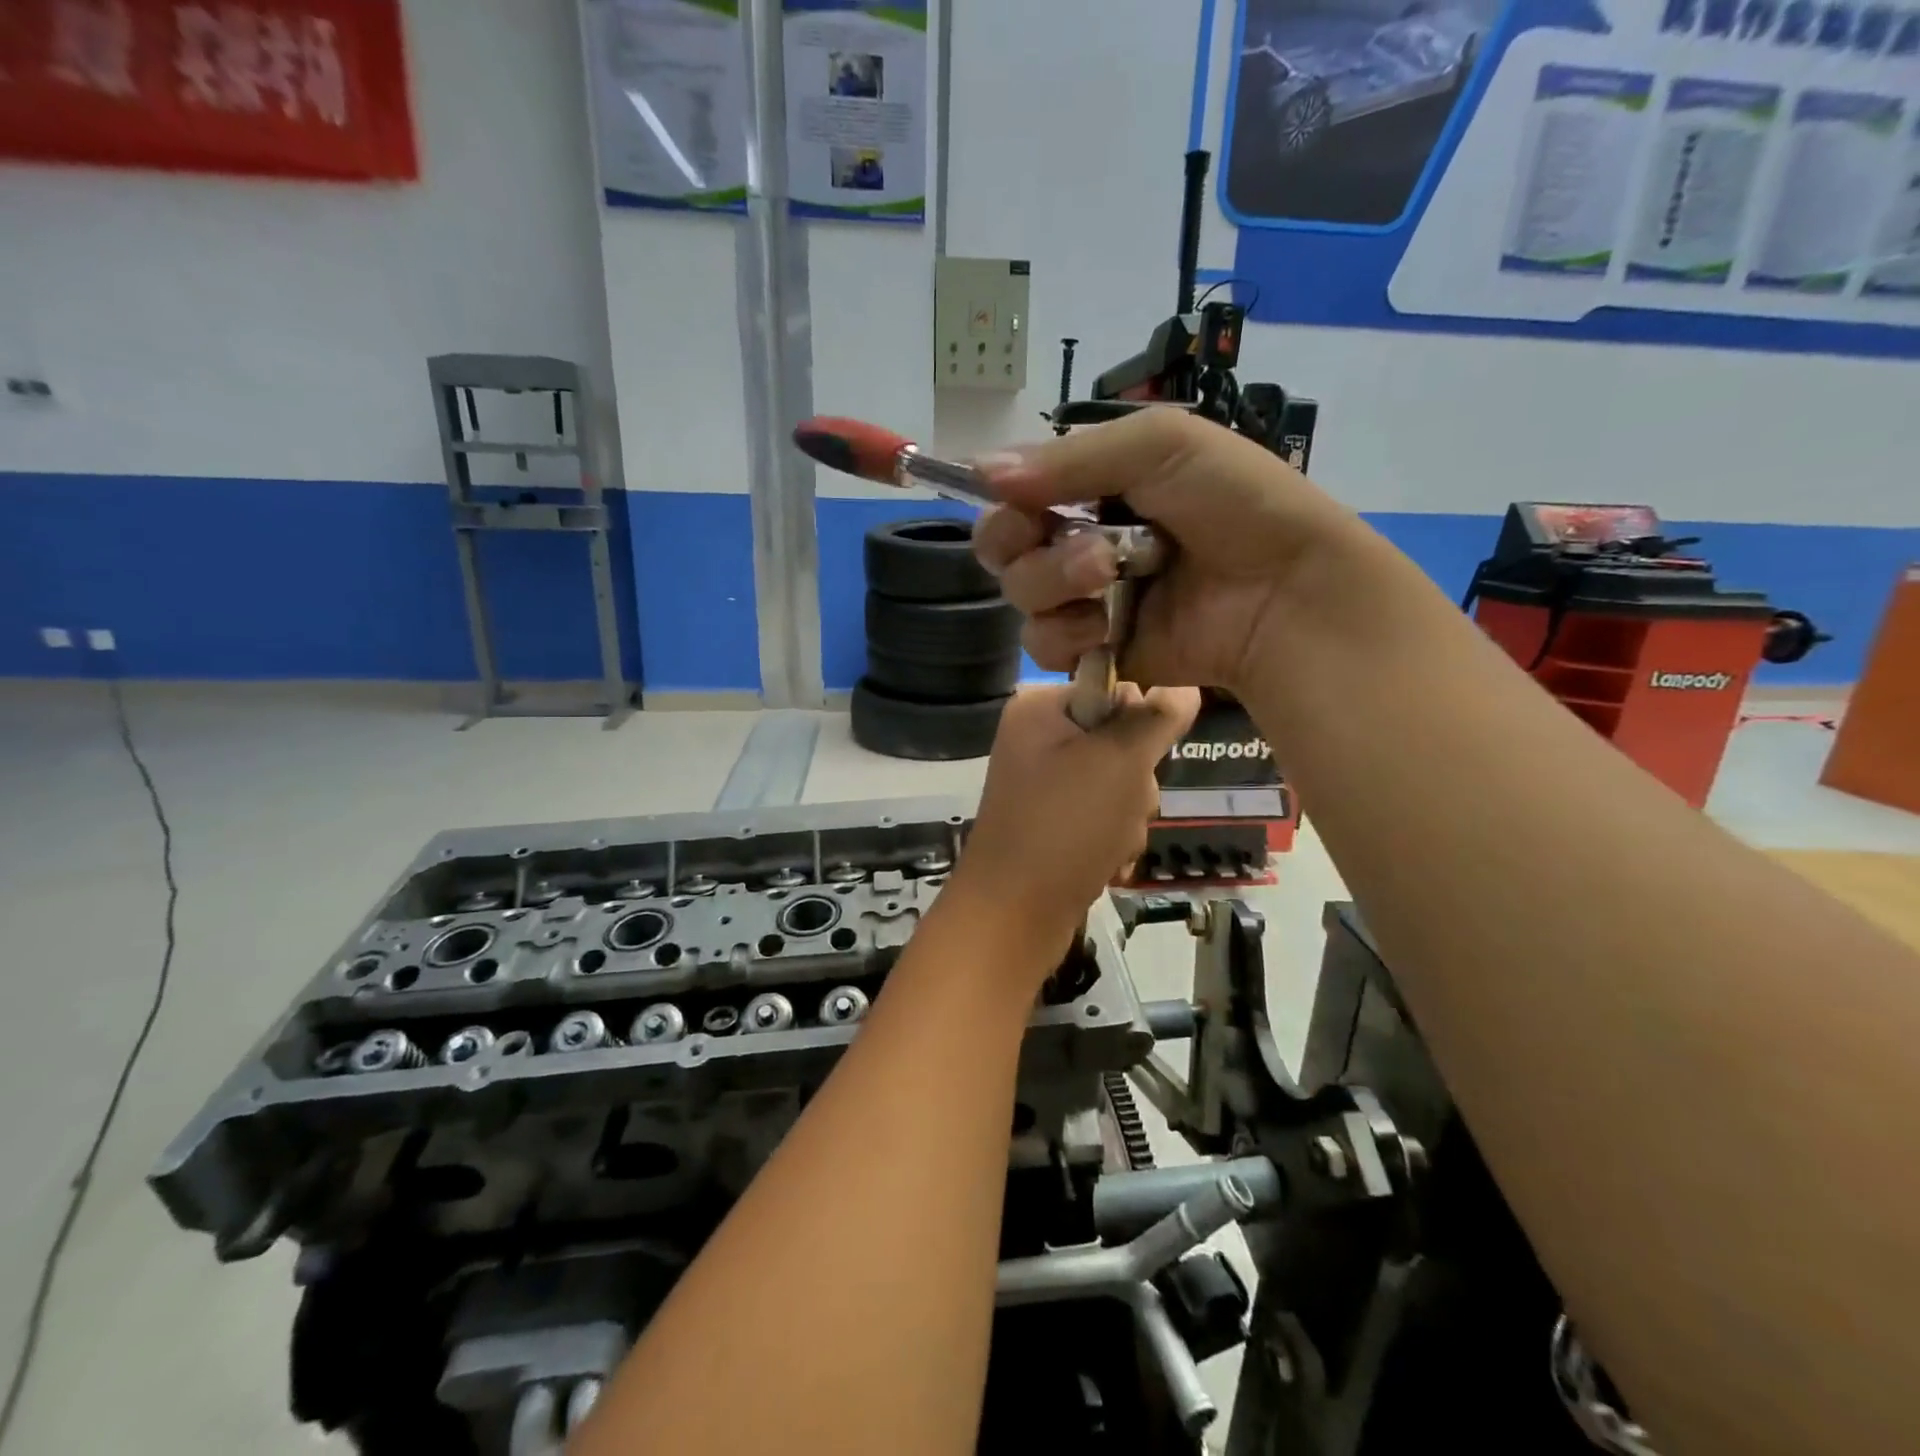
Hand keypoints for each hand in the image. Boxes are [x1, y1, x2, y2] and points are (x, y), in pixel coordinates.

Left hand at [949, 683, 1198, 962]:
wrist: (1014, 914)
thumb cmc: (1066, 826)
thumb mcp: (1121, 761)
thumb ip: (1156, 718)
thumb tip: (1185, 685)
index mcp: (1040, 708)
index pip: (1115, 690)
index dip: (1141, 726)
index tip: (1141, 760)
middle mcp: (1037, 739)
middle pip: (1121, 742)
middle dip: (1134, 784)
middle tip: (1121, 808)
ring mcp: (1042, 784)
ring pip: (1119, 785)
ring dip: (1127, 818)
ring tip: (1108, 843)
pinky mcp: (1050, 822)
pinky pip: (1101, 817)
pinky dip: (1110, 840)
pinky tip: (1103, 862)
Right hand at [972, 408, 1372, 696]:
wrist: (1285, 592)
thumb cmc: (1236, 504)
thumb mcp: (1163, 446)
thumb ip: (1070, 458)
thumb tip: (979, 471)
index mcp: (1095, 488)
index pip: (1016, 494)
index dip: (1006, 500)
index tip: (1020, 501)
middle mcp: (1080, 540)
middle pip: (1003, 547)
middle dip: (1023, 543)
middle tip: (1061, 539)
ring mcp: (1086, 599)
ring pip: (1019, 595)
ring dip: (1054, 583)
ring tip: (1107, 576)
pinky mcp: (1095, 650)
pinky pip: (1043, 646)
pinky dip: (1065, 635)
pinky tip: (1103, 627)